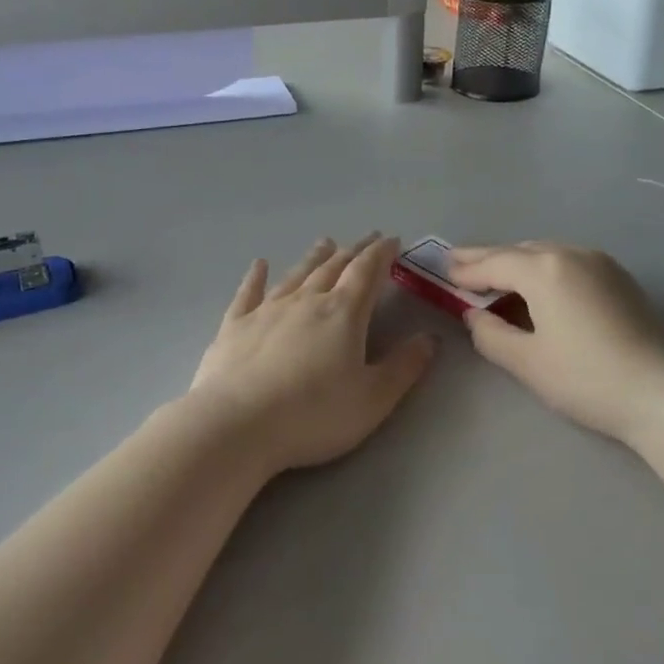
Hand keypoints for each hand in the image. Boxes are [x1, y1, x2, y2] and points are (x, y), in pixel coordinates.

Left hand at [186, 235, 435, 476]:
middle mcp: (306, 301)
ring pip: (296, 275)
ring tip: (325, 242)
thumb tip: (429, 338)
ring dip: (314, 257)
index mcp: (343, 313)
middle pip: (334, 267)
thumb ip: (404, 367)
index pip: (367, 272)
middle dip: (354, 251)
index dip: (382, 254)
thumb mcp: (373, 399)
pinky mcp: (235, 325)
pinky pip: (248, 293)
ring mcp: (267, 310)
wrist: (237, 425)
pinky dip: (255, 277)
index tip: (392, 240)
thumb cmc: (313, 415)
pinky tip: (258, 265)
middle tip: (367, 238)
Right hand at [449, 242, 663, 444]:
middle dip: (488, 258)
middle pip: (519, 251)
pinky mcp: (620, 278)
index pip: (494, 263)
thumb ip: (490, 334)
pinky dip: (545, 268)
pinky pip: (570, 262)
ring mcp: (601, 263)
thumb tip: (475, 316)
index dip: (467, 269)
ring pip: (547, 253)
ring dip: (518, 262)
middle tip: (460, 263)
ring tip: (496, 274)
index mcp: (544, 269)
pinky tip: (540, 286)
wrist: (662, 394)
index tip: (444, 272)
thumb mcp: (527, 362)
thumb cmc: (586, 378)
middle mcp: (571, 254)